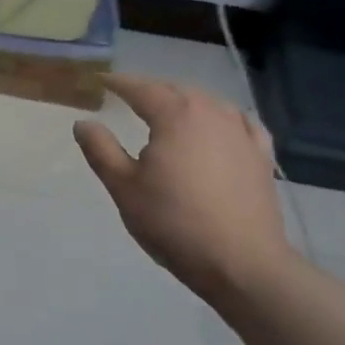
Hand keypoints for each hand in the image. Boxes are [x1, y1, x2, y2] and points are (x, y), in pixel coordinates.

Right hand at [73, 74, 295, 305]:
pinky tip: (221, 126)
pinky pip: (240, 122)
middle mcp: (211, 113)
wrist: (242, 263)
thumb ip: (101, 149)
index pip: (141, 88)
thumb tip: (83, 122)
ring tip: (170, 111)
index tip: (100, 81)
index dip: (119, 83)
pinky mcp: (261, 156)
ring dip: (186, 101)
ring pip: (209, 103)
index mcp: (175, 115)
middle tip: (130, 96)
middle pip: (177, 91)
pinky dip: (223, 117)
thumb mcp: (124, 187)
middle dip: (152, 90)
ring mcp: (241, 133)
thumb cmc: (174, 222)